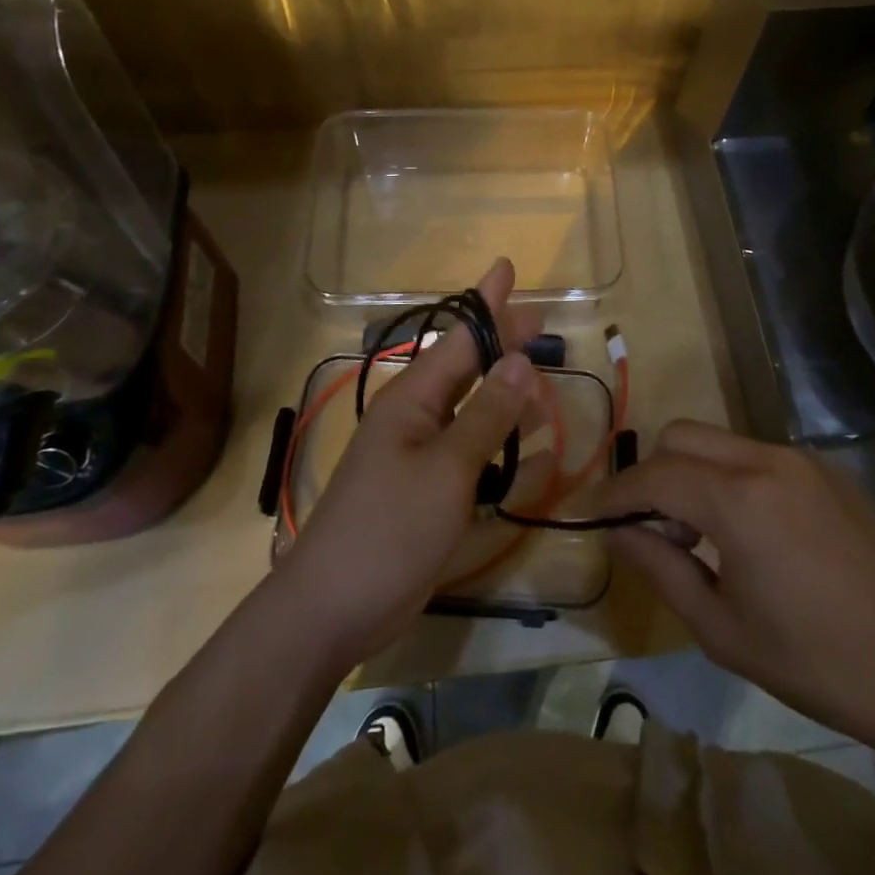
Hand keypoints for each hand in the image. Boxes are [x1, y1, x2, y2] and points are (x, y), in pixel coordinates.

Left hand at [277, 258, 537, 669]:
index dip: (487, 302)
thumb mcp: (447, 469)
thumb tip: (520, 358)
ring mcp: (418, 454)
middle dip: (502, 343)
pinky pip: (469, 451)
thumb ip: (487, 414)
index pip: (460, 337)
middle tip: (539, 321)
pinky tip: (527, 448)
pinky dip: (499, 443)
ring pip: (471, 409)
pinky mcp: (425, 489)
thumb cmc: (389, 529)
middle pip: (468, 367)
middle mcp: (416, 416)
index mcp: (414, 398)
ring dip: (506, 395)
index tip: (506, 267)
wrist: (332, 608)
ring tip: (543, 384)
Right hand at [594, 420, 874, 756]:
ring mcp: (800, 459)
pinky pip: (754, 454)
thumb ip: (660, 568)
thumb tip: (618, 532)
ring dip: (689, 472)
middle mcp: (766, 460)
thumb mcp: (721, 628)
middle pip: (681, 437)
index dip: (615, 494)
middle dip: (652, 474)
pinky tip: (744, 530)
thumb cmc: (814, 663)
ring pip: (717, 441)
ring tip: (697, 534)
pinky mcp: (824, 470)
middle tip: (651, 529)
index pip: (653, 476)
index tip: (590, 515)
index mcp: (739, 500)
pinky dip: (727, 476)